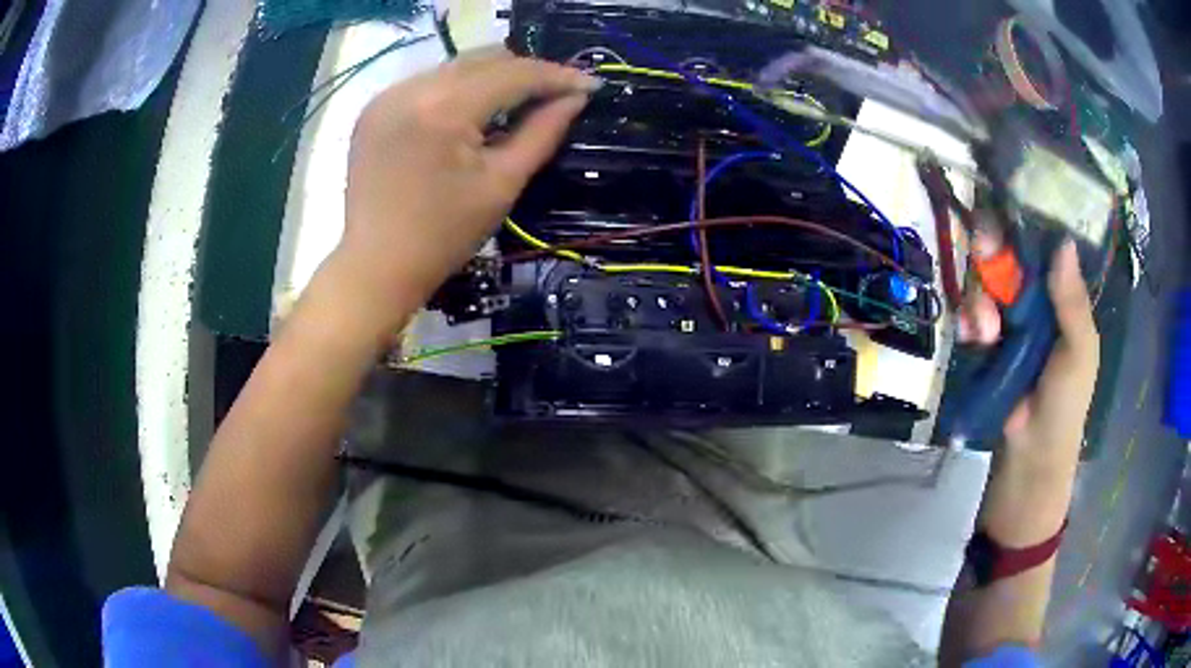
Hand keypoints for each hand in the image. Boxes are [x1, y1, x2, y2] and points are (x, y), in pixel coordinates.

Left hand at [335, 49, 598, 331]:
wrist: (376, 265)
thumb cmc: (443, 236)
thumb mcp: (501, 184)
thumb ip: (542, 133)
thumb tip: (575, 98)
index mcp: (443, 109)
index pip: (512, 73)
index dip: (556, 75)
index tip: (590, 84)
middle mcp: (411, 88)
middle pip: (484, 59)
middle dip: (526, 72)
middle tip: (556, 94)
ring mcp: (387, 95)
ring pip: (456, 66)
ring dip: (492, 78)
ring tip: (517, 103)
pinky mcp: (374, 107)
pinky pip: (429, 81)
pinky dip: (458, 89)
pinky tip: (470, 114)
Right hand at [960, 238, 1099, 543]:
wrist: (1031, 453)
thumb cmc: (1065, 403)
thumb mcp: (1079, 352)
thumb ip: (1073, 302)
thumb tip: (1064, 242)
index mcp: (1061, 298)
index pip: (1041, 249)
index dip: (1022, 230)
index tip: (1004, 220)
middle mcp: (1034, 301)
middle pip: (1007, 258)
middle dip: (992, 255)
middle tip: (981, 252)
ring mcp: (1008, 322)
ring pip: (986, 285)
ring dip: (980, 299)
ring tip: (984, 331)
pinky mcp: (986, 342)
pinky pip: (971, 316)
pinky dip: (968, 321)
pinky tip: (973, 338)